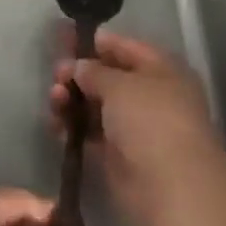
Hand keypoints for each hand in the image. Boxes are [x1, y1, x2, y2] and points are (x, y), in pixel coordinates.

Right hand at [51, 30, 223, 225]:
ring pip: (97, 106)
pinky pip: (91, 133)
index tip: (66, 38)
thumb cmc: (151, 120)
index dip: (97, 42)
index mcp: (162, 70)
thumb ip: (94, 71)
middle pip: (108, 77)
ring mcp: (135, 127)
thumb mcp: (119, 85)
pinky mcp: (120, 156)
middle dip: (80, 73)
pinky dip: (73, 127)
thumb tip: (78, 67)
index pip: (126, 47)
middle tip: (55, 74)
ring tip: (54, 98)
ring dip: (73, 99)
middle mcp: (151, 95)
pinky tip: (55, 123)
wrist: (171, 187)